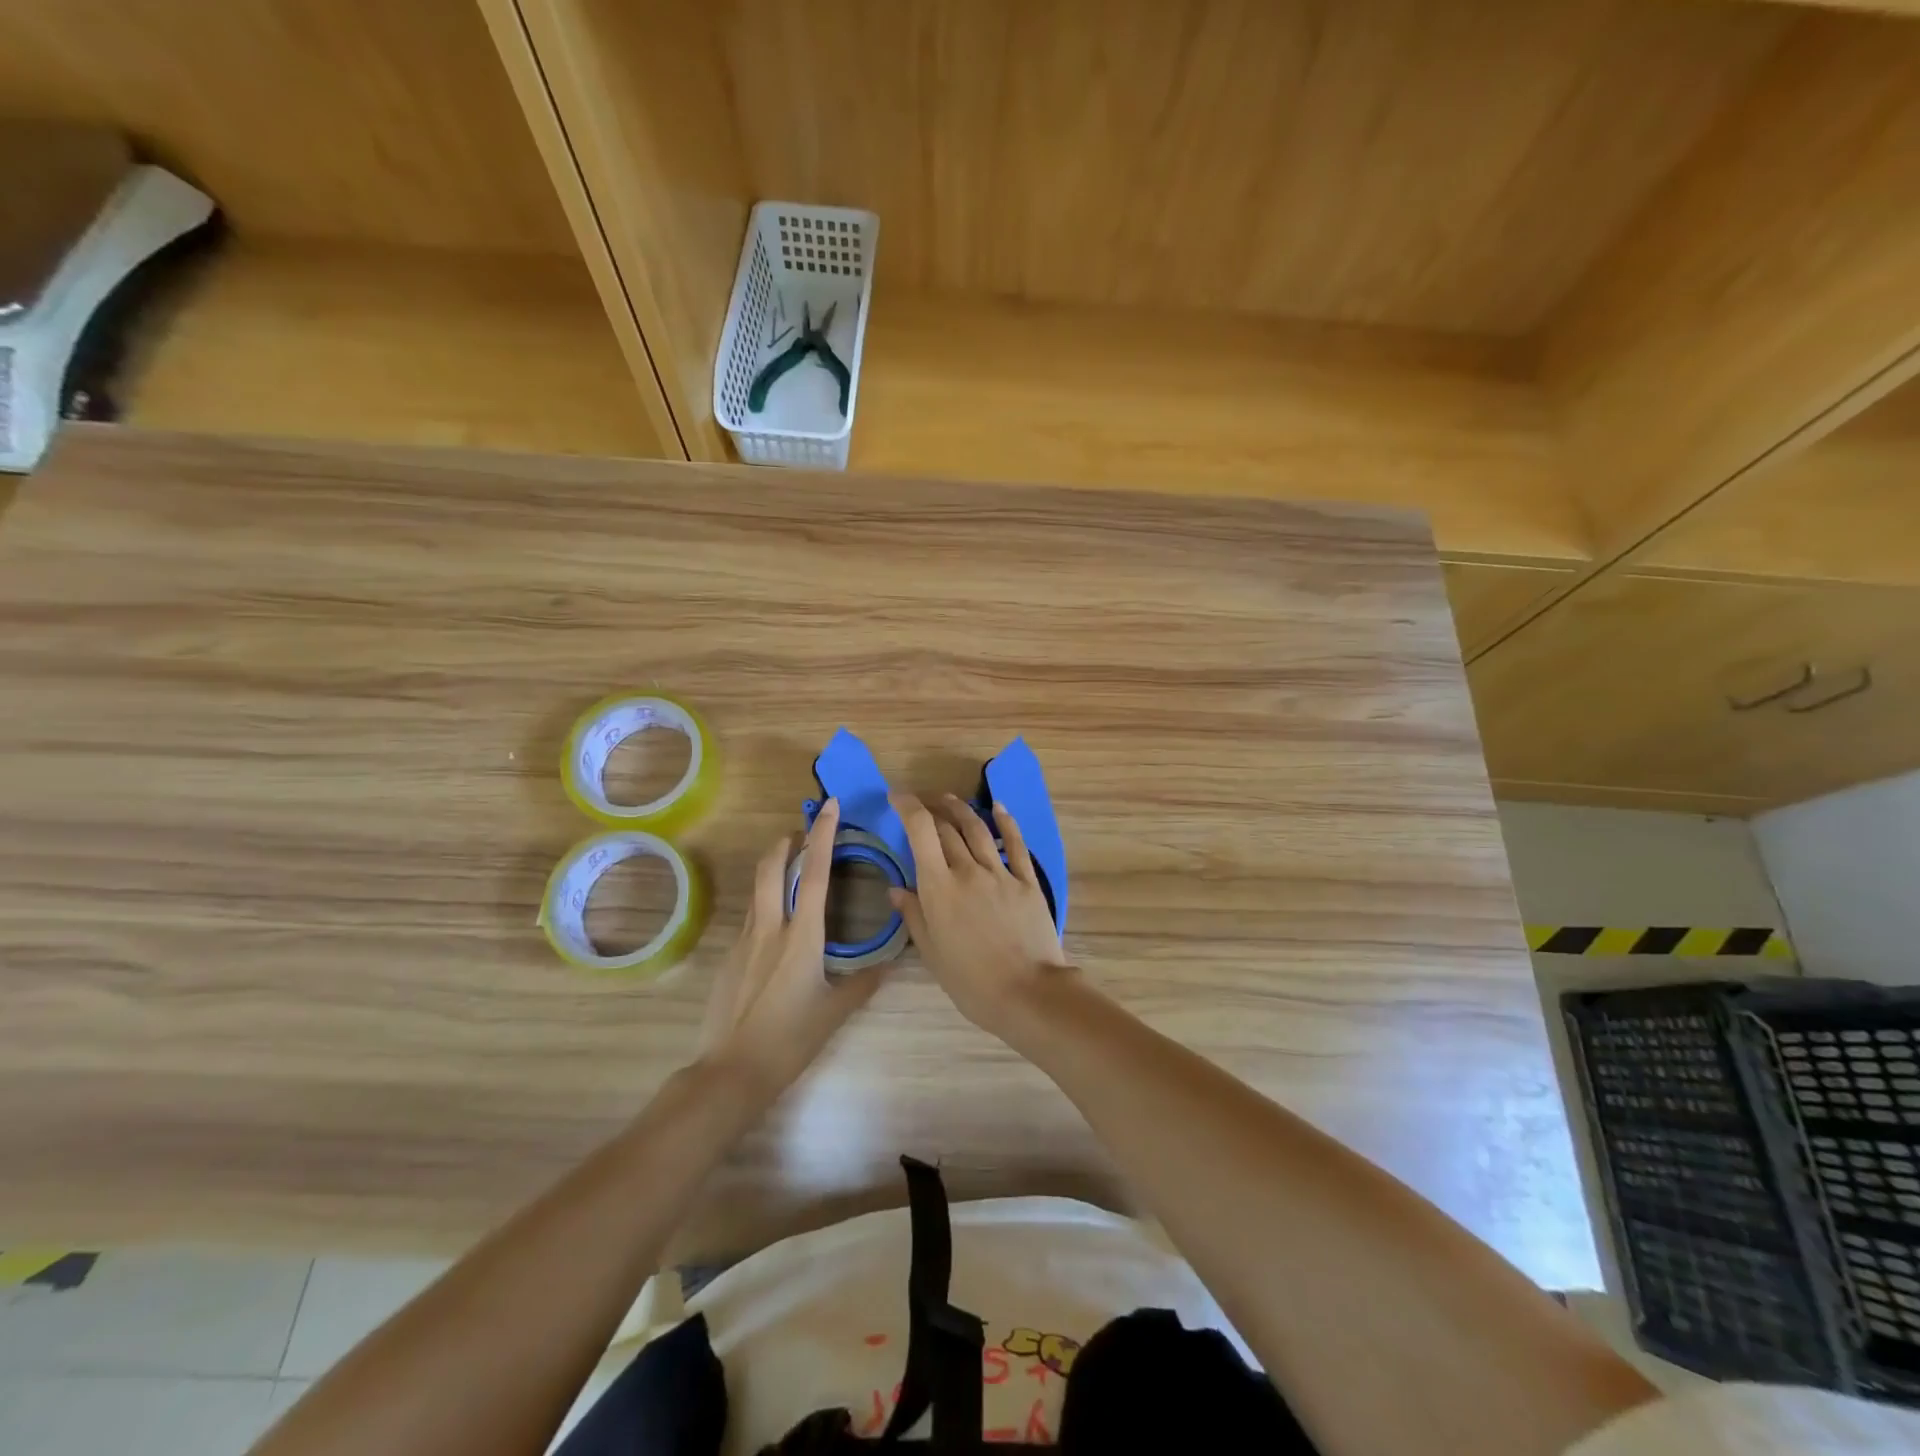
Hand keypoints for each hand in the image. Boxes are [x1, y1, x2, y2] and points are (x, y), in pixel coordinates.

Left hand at [699, 799, 886, 1093]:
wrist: (731, 1071)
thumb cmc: (789, 1039)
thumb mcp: (834, 1012)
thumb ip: (863, 982)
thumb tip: (889, 963)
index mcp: (801, 936)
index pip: (815, 873)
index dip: (823, 835)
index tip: (829, 807)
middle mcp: (770, 928)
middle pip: (772, 868)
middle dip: (786, 843)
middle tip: (801, 834)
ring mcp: (745, 941)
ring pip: (758, 890)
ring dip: (773, 869)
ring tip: (790, 868)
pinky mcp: (730, 958)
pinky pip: (751, 917)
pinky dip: (766, 904)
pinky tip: (778, 927)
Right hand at [888, 792, 1074, 1038]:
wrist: (1029, 993)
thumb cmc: (972, 982)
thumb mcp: (932, 954)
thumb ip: (914, 916)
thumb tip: (896, 889)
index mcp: (939, 888)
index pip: (920, 831)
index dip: (907, 806)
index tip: (897, 797)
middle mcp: (968, 870)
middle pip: (946, 827)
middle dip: (930, 809)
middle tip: (921, 803)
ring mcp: (1001, 873)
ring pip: (977, 829)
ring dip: (960, 809)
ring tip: (949, 799)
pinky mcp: (1027, 881)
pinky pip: (1016, 844)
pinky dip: (1005, 822)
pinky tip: (999, 808)